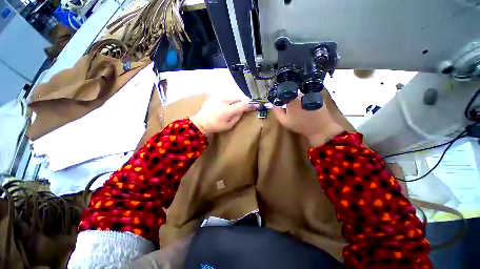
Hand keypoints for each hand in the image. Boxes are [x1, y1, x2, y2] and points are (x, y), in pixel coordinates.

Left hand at [190, 97, 254, 135]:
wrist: (201, 122)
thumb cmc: (216, 126)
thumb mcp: (229, 125)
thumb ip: (237, 117)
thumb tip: (243, 110)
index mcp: (227, 111)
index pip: (242, 105)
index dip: (250, 105)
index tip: (256, 105)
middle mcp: (223, 101)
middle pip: (237, 99)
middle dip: (239, 104)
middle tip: (236, 111)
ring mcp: (217, 97)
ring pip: (231, 97)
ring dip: (233, 102)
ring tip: (227, 109)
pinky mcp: (214, 96)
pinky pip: (225, 97)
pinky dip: (226, 101)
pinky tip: (221, 107)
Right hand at [272, 97, 344, 146]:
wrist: (320, 128)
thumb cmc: (300, 125)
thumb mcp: (284, 121)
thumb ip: (277, 111)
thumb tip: (274, 104)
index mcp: (291, 99)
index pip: (283, 93)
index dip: (280, 96)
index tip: (280, 101)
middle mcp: (300, 93)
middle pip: (292, 92)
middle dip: (289, 97)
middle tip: (288, 106)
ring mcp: (310, 93)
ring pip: (299, 93)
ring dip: (297, 98)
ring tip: (297, 107)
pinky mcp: (317, 95)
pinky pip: (307, 95)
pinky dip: (304, 99)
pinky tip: (305, 106)